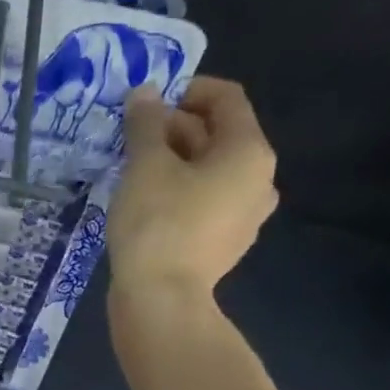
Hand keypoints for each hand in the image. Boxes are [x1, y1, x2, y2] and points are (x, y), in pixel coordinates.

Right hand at [106, 76, 276, 298]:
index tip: (147, 102)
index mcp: (249, 152)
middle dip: (174, 129)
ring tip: (133, 170)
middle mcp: (259, 179)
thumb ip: (145, 124)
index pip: (226, 99)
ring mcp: (246, 216)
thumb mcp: (144, 165)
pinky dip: (180, 191)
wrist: (162, 300)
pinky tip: (146, 203)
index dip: (186, 90)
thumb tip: (145, 93)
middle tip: (130, 138)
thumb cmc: (157, 223)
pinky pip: (205, 202)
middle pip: (218, 135)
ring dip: (174, 161)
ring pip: (210, 171)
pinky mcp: (225, 243)